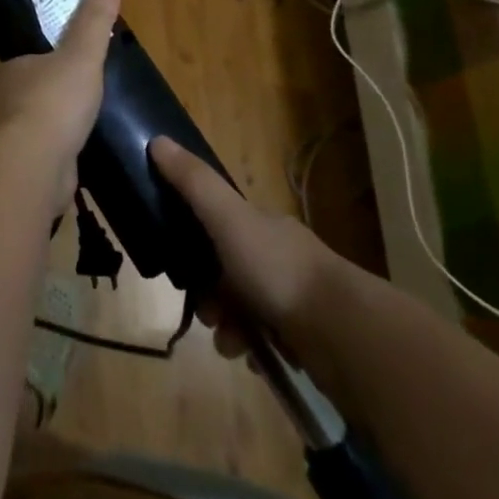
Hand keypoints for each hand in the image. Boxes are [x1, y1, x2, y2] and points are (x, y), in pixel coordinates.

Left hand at [0, 0, 120, 211]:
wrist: (35, 166)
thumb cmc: (54, 101)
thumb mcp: (82, 54)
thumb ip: (94, 21)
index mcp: (4, 70)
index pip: (21, 58)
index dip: (42, 58)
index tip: (66, 62)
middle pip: (25, 91)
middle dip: (47, 93)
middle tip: (80, 94)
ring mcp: (4, 139)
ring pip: (29, 125)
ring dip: (50, 126)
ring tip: (81, 125)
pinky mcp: (16, 170)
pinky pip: (38, 155)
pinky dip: (54, 154)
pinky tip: (74, 156)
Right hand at [149, 136, 344, 363]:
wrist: (342, 332)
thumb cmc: (278, 269)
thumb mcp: (228, 218)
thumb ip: (193, 183)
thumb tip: (156, 140)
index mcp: (262, 226)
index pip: (219, 227)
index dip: (194, 246)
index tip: (181, 269)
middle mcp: (279, 258)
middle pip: (228, 274)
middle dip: (210, 297)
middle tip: (209, 314)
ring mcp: (295, 299)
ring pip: (245, 311)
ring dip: (229, 328)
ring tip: (232, 343)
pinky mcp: (306, 340)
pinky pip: (267, 343)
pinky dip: (255, 350)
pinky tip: (253, 359)